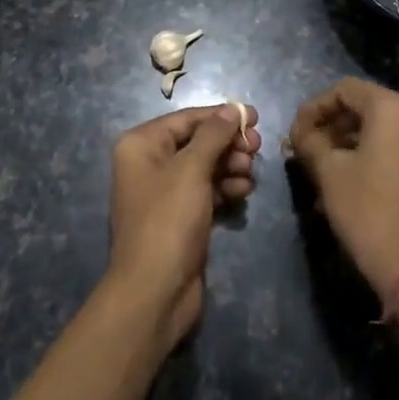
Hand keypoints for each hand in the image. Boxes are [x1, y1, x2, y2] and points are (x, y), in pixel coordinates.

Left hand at [107, 103, 260, 346]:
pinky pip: (206, 191)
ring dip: (230, 166)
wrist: (154, 291)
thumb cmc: (168, 219)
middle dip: (228, 143)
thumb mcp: (192, 169)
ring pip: (204, 167)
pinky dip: (225, 188)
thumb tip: (231, 108)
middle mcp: (149, 163)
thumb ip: (214, 135)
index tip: (254, 116)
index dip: (221, 115)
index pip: (187, 119)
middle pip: (197, 142)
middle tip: (257, 148)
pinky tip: (244, 191)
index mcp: (141, 144)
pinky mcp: (179, 218)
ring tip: (251, 173)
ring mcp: (164, 193)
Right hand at [288, 78, 398, 296]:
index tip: (294, 132)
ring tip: (316, 169)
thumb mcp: (329, 171)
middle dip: (329, 126)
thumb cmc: (367, 209)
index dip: (314, 107)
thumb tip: (298, 134)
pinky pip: (391, 148)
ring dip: (343, 144)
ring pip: (376, 130)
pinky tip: (340, 182)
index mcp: (392, 108)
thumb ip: (310, 142)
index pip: (344, 90)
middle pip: (362, 107)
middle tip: (302, 149)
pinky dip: (365, 156)